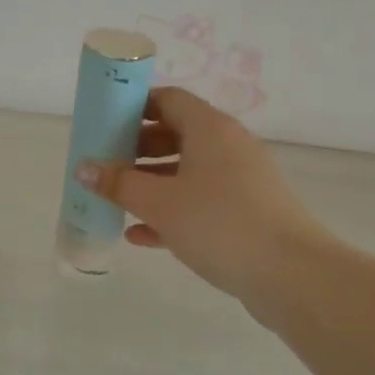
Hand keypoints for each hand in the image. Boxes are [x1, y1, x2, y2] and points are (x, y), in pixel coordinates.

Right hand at [75, 87, 326, 303]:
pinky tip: (141, 236)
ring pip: (187, 171)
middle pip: (176, 134)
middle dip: (137, 149)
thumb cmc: (219, 223)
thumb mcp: (160, 202)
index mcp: (210, 128)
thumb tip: (83, 168)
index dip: (134, 107)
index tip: (105, 124)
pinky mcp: (247, 212)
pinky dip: (173, 211)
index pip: (168, 99)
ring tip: (117, 201)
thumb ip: (119, 184)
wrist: (291, 274)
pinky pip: (202, 201)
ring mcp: (241, 180)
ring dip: (151, 183)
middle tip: (106, 166)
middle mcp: (228, 146)